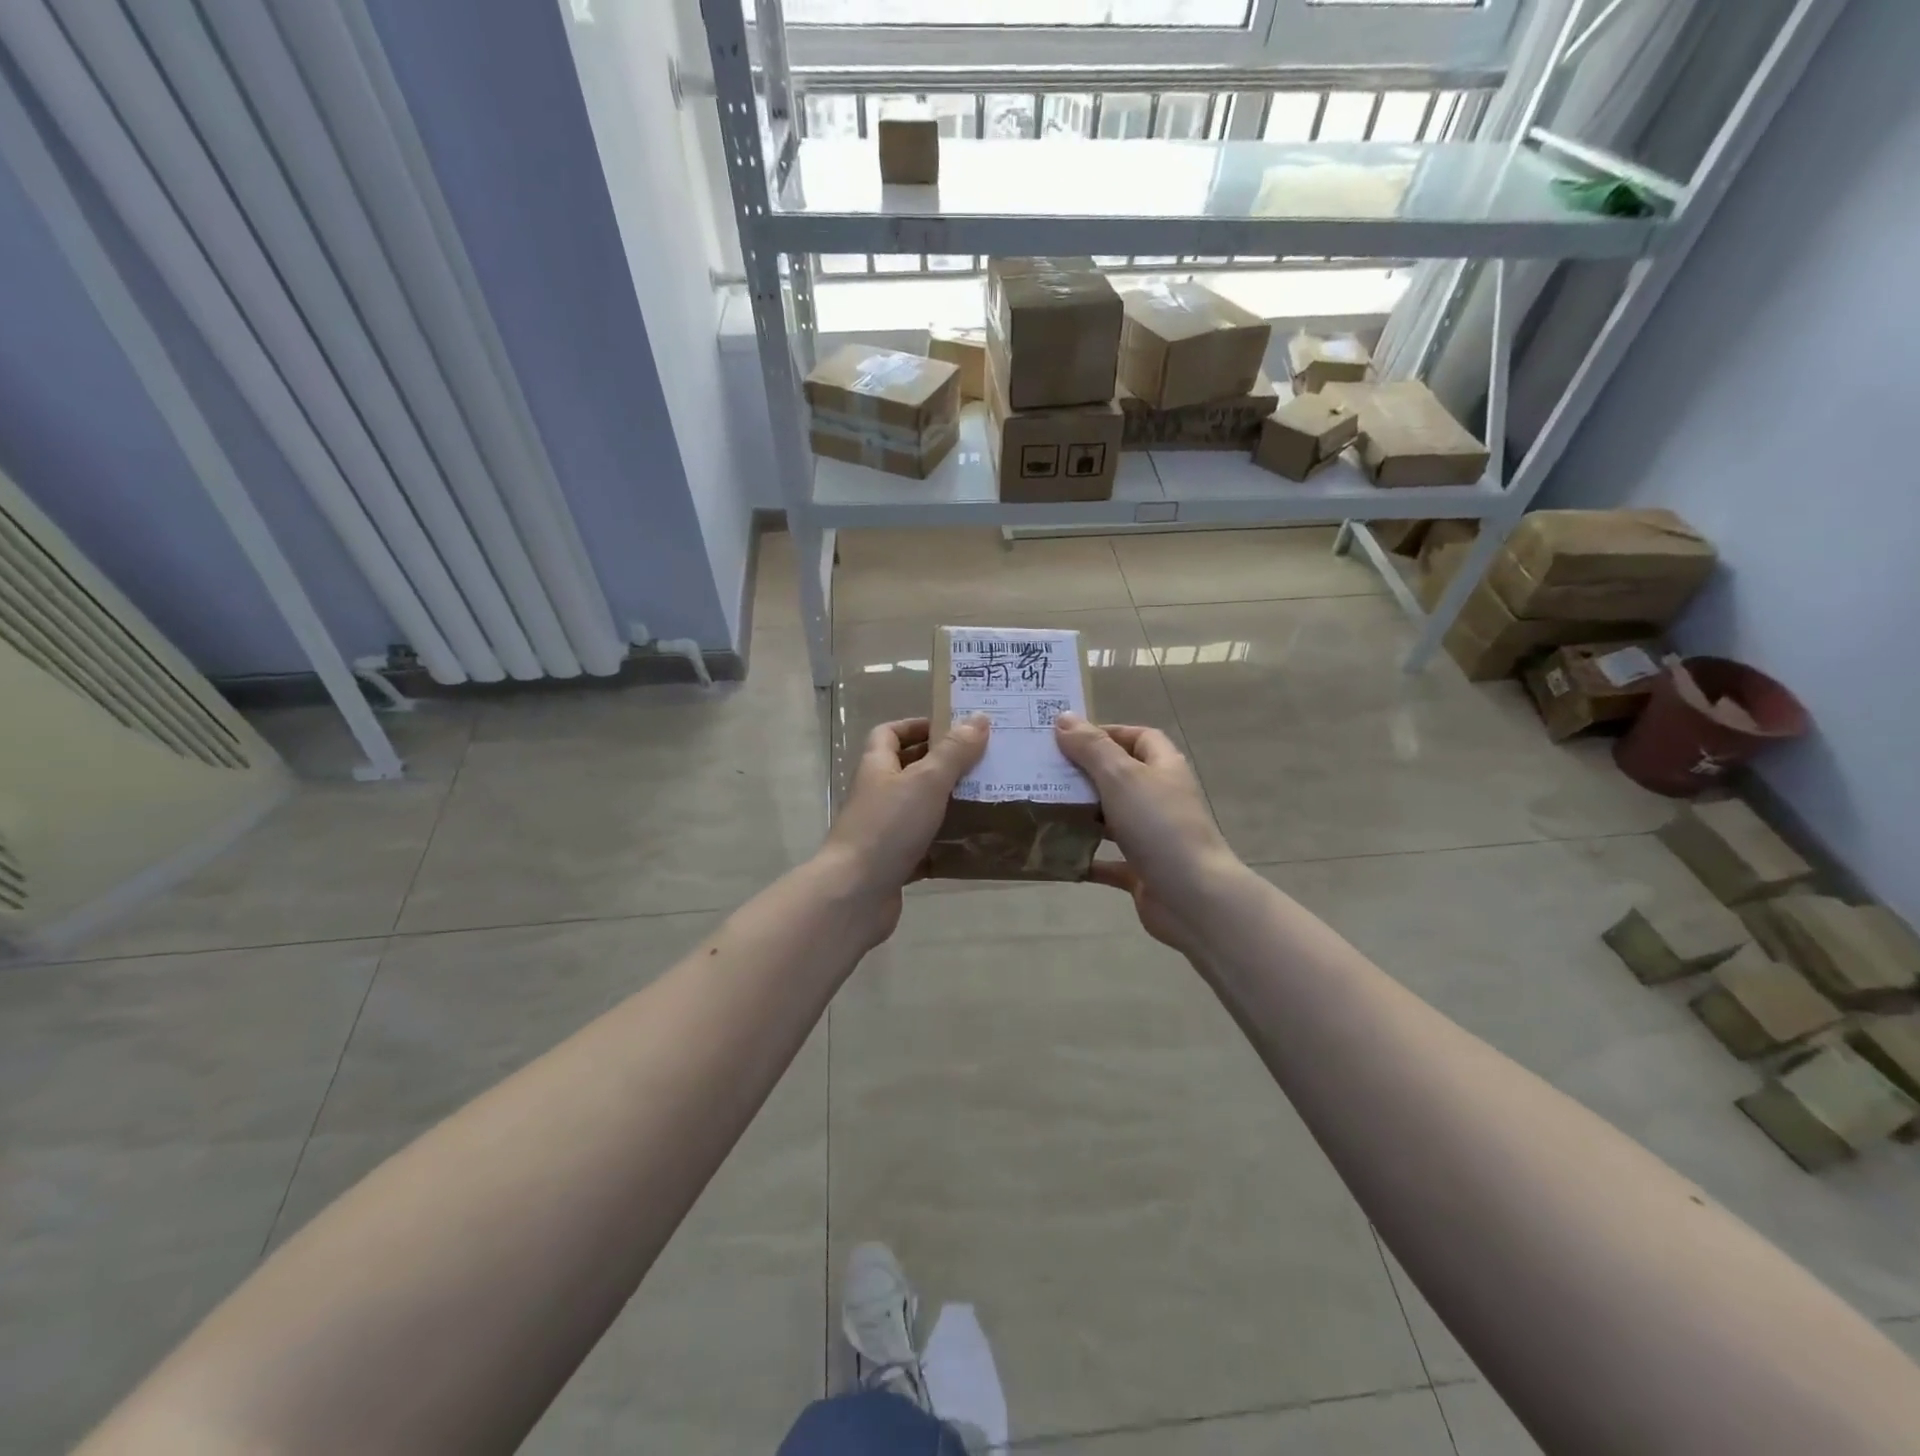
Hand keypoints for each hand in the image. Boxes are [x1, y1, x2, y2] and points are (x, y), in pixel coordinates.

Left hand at [817, 714, 988, 943]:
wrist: (855, 895)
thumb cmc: (888, 828)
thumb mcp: (926, 781)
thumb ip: (953, 752)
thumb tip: (979, 718)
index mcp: (878, 767)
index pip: (890, 733)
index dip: (917, 726)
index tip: (954, 729)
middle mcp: (878, 795)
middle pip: (909, 770)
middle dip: (943, 765)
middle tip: (983, 763)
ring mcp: (884, 831)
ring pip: (920, 809)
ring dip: (949, 805)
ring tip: (987, 800)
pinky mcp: (894, 863)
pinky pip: (924, 847)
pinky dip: (946, 845)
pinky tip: (974, 844)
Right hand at [1052, 713, 1246, 960]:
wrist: (1193, 898)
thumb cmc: (1159, 826)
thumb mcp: (1121, 777)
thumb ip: (1091, 748)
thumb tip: (1063, 717)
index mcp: (1164, 768)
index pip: (1139, 737)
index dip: (1107, 733)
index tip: (1068, 738)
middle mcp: (1161, 798)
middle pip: (1121, 777)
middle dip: (1085, 774)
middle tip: (1045, 772)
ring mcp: (1153, 837)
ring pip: (1112, 818)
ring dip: (1083, 814)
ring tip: (1044, 808)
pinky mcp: (1143, 870)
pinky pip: (1108, 860)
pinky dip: (1085, 857)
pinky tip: (1057, 854)